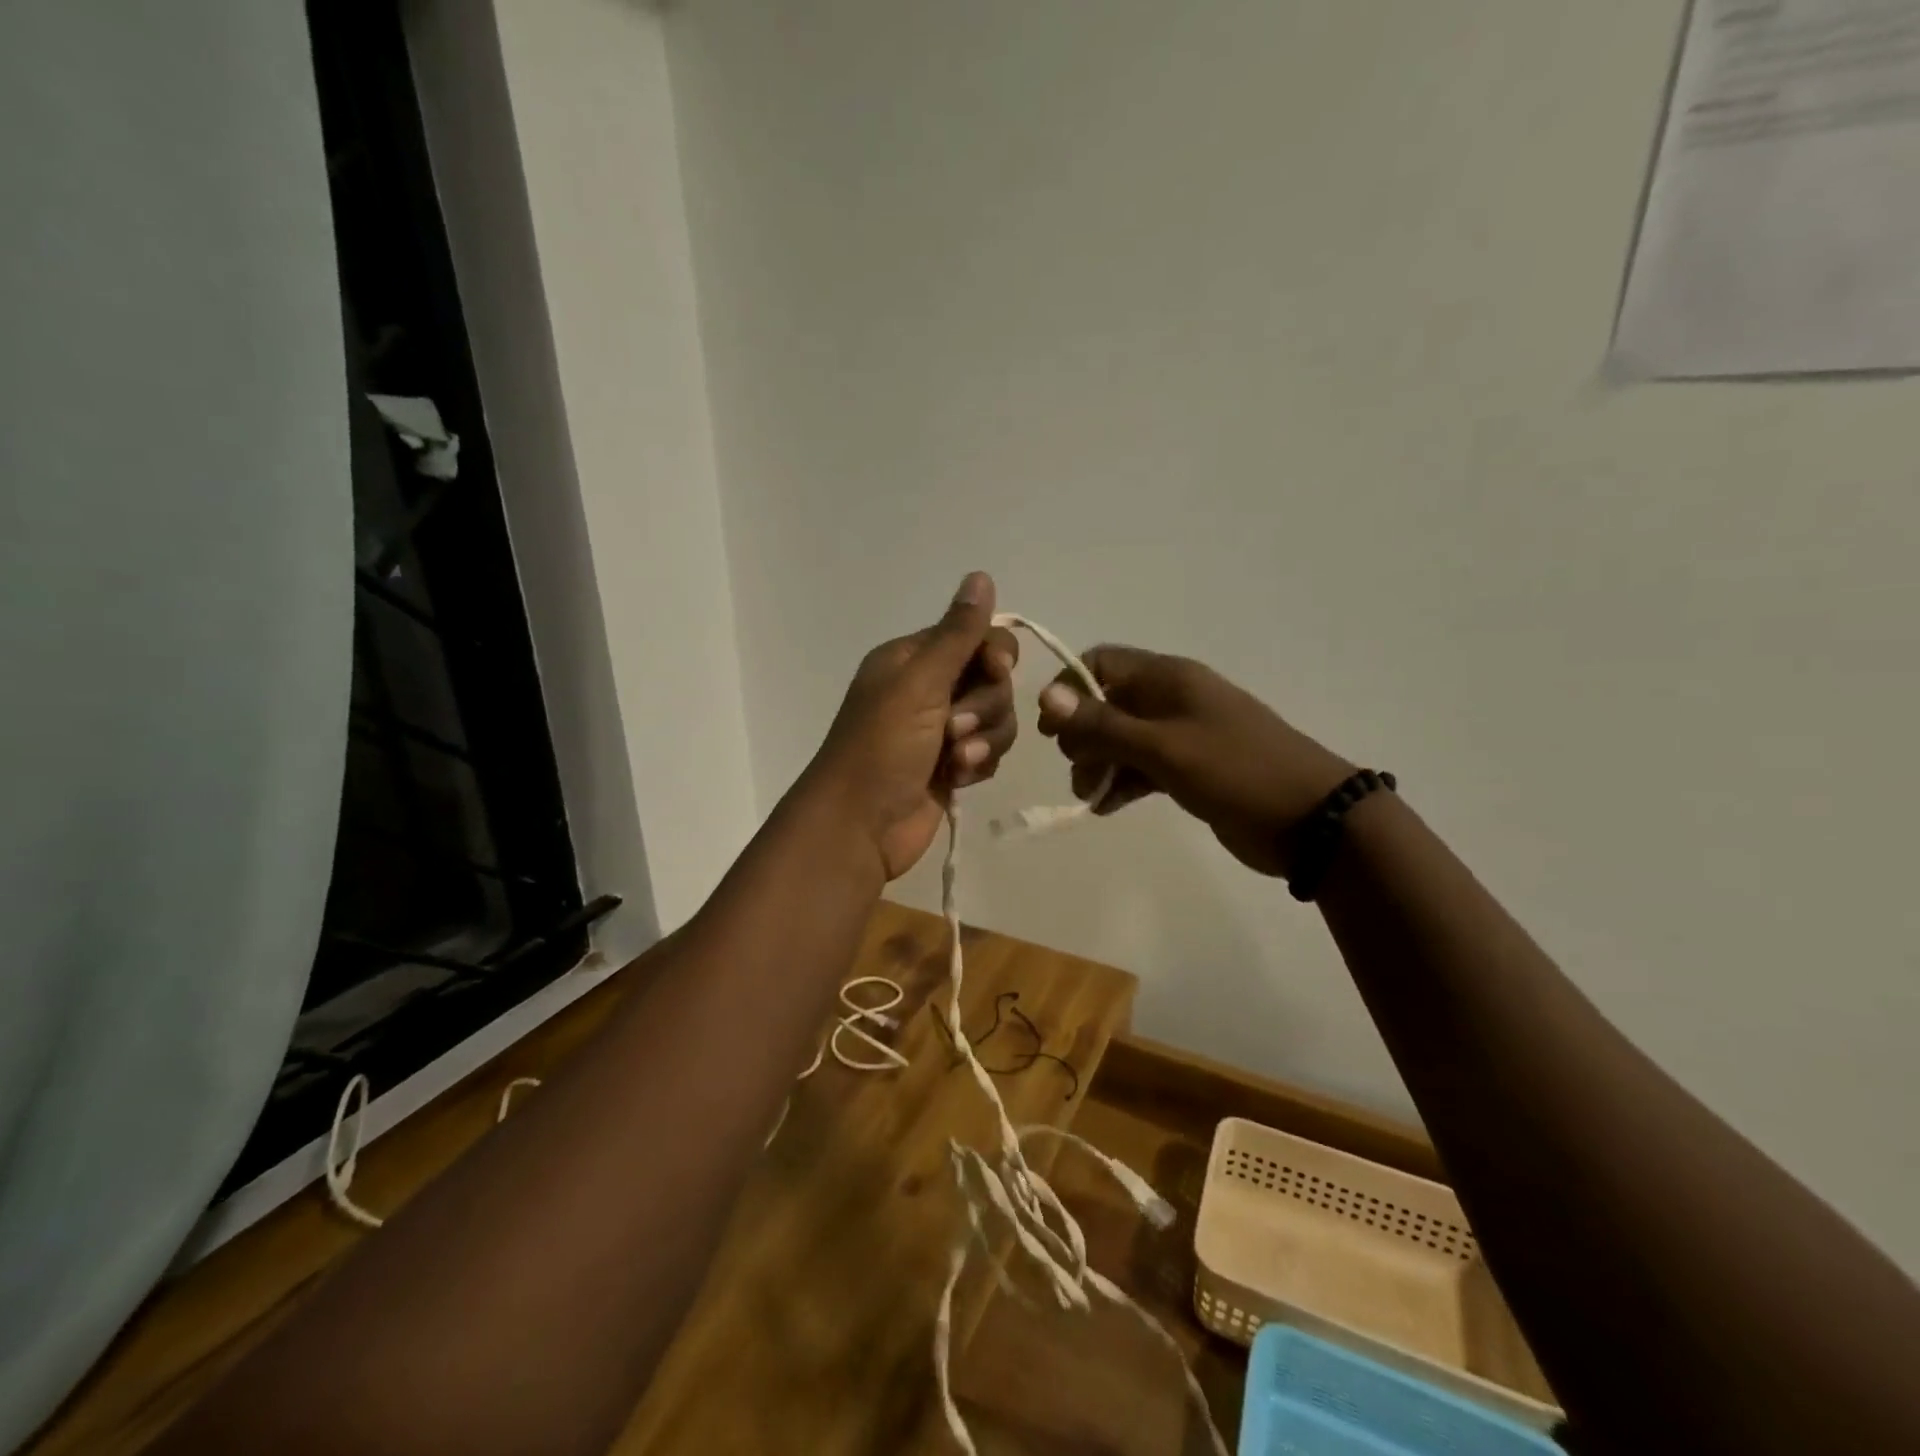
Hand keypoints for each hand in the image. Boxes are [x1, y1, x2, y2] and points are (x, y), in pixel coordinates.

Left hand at [804, 572, 1019, 880]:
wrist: (860, 826)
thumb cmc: (882, 746)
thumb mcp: (920, 682)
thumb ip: (957, 633)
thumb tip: (980, 575)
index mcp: (913, 659)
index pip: (975, 637)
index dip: (995, 654)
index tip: (997, 671)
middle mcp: (928, 689)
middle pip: (993, 680)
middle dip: (985, 706)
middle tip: (955, 728)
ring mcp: (941, 730)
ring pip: (997, 718)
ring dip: (983, 739)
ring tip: (957, 760)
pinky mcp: (952, 766)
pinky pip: (989, 751)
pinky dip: (978, 763)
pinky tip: (957, 779)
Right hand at [1035, 647, 1353, 876]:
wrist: (1312, 820)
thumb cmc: (1236, 771)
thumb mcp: (1164, 747)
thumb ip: (1104, 725)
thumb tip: (1047, 697)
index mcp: (1168, 678)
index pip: (1101, 662)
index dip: (1069, 689)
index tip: (1051, 729)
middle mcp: (1172, 699)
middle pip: (1107, 703)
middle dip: (1083, 735)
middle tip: (1080, 768)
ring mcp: (1182, 735)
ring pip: (1122, 739)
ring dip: (1100, 763)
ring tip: (1092, 795)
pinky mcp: (1190, 768)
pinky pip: (1142, 766)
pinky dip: (1122, 782)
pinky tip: (1107, 806)